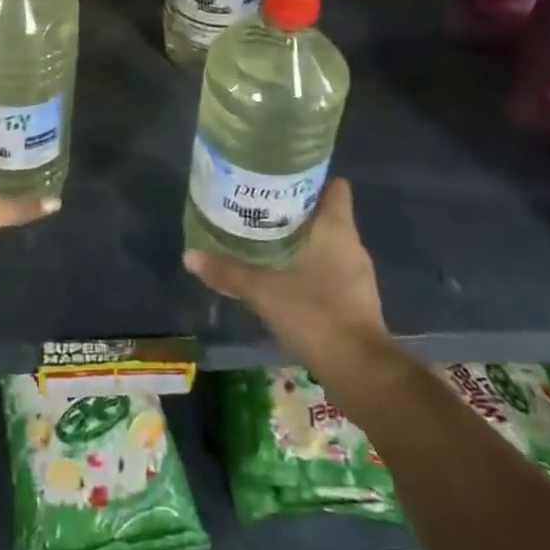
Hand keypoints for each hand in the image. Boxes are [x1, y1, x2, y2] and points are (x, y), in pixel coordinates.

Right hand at [183, 178, 386, 368]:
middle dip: (298, 211)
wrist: (359, 371)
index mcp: (337, 229)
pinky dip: (313, 268)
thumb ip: (229, 272)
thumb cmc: (315, 314)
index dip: (312, 179)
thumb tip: (190, 256)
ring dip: (304, 241)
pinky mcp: (358, 300)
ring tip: (268, 240)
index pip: (335, 187)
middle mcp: (352, 245)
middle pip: (328, 214)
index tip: (283, 178)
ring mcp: (359, 275)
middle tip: (262, 208)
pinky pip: (334, 270)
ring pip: (330, 244)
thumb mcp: (264, 291)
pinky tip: (286, 276)